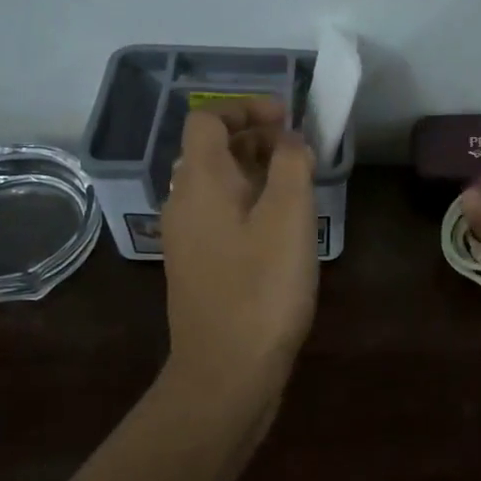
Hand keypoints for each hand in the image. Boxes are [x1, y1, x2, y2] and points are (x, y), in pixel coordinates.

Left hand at [161, 99, 317, 397]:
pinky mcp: (198, 266)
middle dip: (254, 137)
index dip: (246, 108)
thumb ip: (291, 165)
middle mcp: (182, 202)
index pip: (207, 119)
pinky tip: (279, 227)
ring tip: (296, 184)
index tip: (287, 119)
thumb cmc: (261, 288)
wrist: (226, 371)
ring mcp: (186, 237)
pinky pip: (219, 214)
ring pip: (216, 184)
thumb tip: (289, 140)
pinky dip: (247, 203)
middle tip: (298, 149)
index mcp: (199, 182)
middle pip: (210, 150)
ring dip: (253, 171)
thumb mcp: (289, 217)